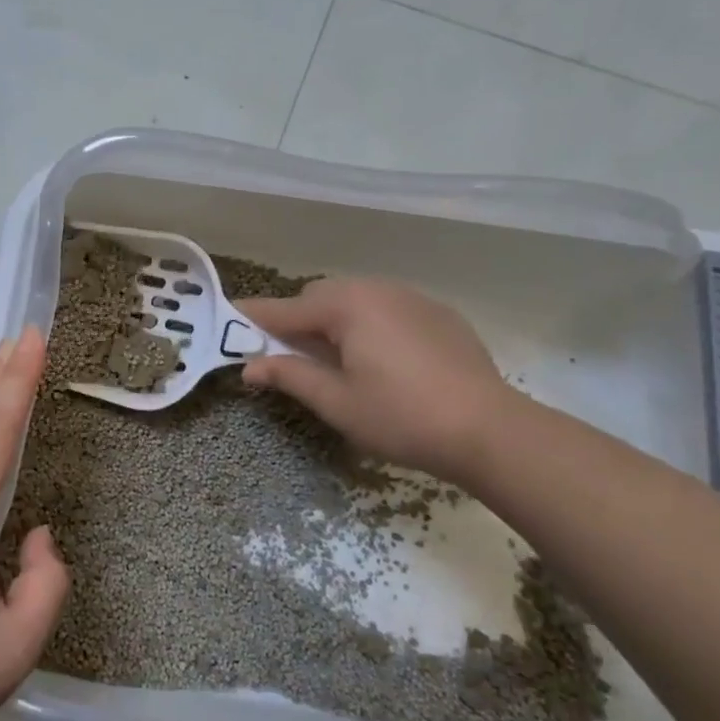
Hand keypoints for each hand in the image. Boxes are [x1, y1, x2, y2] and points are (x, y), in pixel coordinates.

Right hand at [240, 277, 510, 479]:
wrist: (492, 430)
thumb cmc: (401, 416)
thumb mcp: (336, 402)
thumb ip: (290, 375)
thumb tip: (250, 366)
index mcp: (347, 306)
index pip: (285, 309)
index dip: (253, 318)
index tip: (227, 319)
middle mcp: (377, 289)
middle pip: (319, 296)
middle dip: (298, 319)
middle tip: (289, 355)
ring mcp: (412, 298)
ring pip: (355, 298)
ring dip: (333, 319)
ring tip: (335, 357)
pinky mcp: (439, 313)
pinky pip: (386, 307)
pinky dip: (368, 323)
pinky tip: (380, 358)